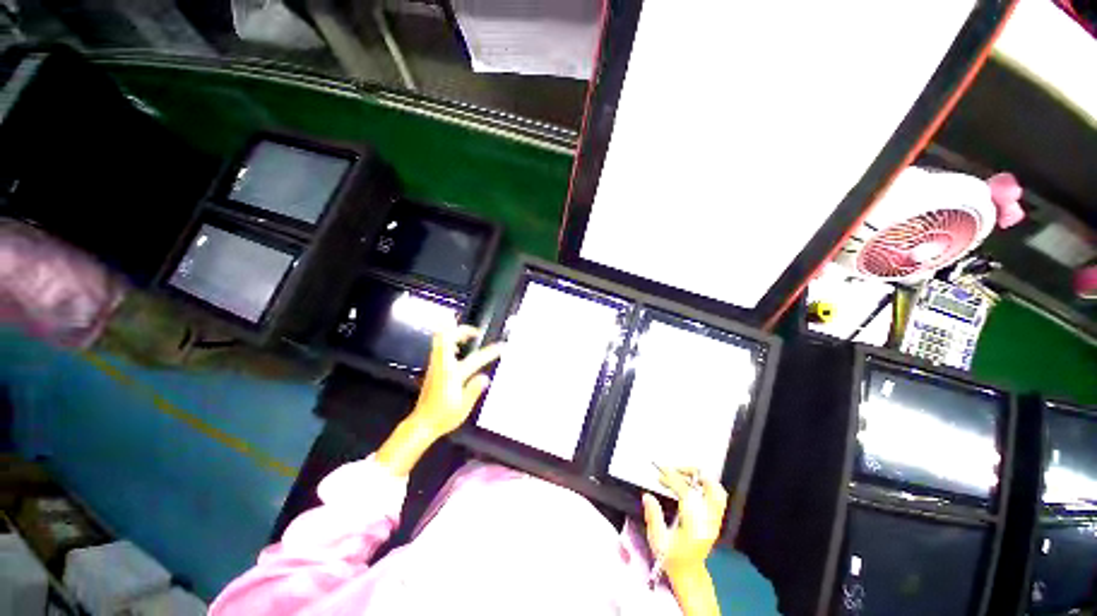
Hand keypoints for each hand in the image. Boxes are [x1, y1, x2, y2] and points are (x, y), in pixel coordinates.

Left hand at [408, 325, 502, 438]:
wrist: (422, 424)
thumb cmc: (443, 417)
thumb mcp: (463, 407)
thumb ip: (474, 390)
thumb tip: (485, 377)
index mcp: (452, 374)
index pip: (475, 359)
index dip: (490, 351)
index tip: (501, 346)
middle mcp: (442, 366)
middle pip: (446, 338)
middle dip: (461, 330)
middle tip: (476, 333)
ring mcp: (435, 366)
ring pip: (440, 340)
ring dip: (454, 334)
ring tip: (468, 338)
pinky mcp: (432, 369)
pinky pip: (439, 347)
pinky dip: (449, 342)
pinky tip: (459, 350)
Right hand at [642, 467, 727, 576]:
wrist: (689, 574)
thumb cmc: (672, 559)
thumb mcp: (658, 541)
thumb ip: (653, 517)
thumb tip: (647, 496)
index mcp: (695, 526)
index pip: (688, 493)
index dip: (673, 478)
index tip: (660, 471)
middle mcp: (709, 521)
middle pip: (710, 487)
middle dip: (691, 473)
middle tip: (673, 470)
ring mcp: (715, 520)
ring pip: (717, 490)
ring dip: (700, 477)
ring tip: (681, 474)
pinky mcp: (715, 518)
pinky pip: (717, 496)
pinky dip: (704, 484)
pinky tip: (689, 484)